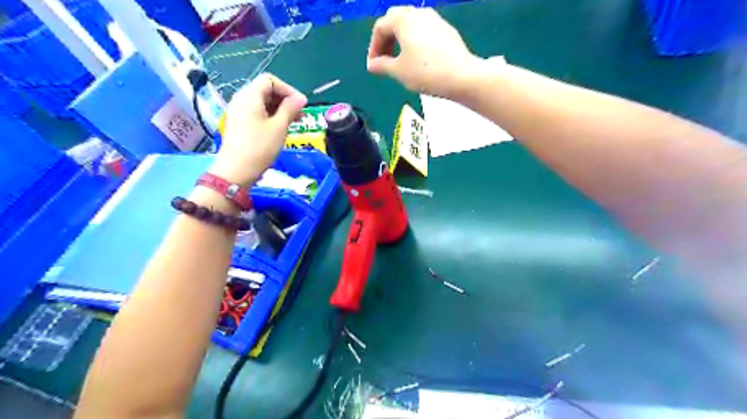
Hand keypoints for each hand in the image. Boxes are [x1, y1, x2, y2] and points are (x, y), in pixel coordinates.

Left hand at [209, 74, 304, 186]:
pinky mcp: (238, 123)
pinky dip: (270, 116)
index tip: (301, 105)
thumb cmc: (259, 148)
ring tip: (293, 123)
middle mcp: (241, 99)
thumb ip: (290, 109)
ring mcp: (238, 111)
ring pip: (261, 102)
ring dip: (279, 109)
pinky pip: (256, 112)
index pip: (270, 80)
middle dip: (285, 100)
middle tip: (300, 116)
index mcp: (250, 96)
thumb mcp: (279, 127)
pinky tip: (279, 129)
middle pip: (265, 90)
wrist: (236, 171)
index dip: (288, 90)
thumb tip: (300, 98)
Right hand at [367, 6, 478, 97]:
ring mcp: (435, 19)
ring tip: (400, 60)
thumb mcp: (398, 71)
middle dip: (387, 40)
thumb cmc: (425, 72)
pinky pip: (425, 31)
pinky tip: (419, 59)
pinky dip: (415, 42)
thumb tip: (372, 65)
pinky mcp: (446, 30)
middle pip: (395, 21)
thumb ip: (382, 66)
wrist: (460, 76)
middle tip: (384, 60)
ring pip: (411, 25)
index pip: (380, 28)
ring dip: (401, 40)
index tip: (373, 66)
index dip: (373, 47)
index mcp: (403, 19)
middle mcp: (418, 13)